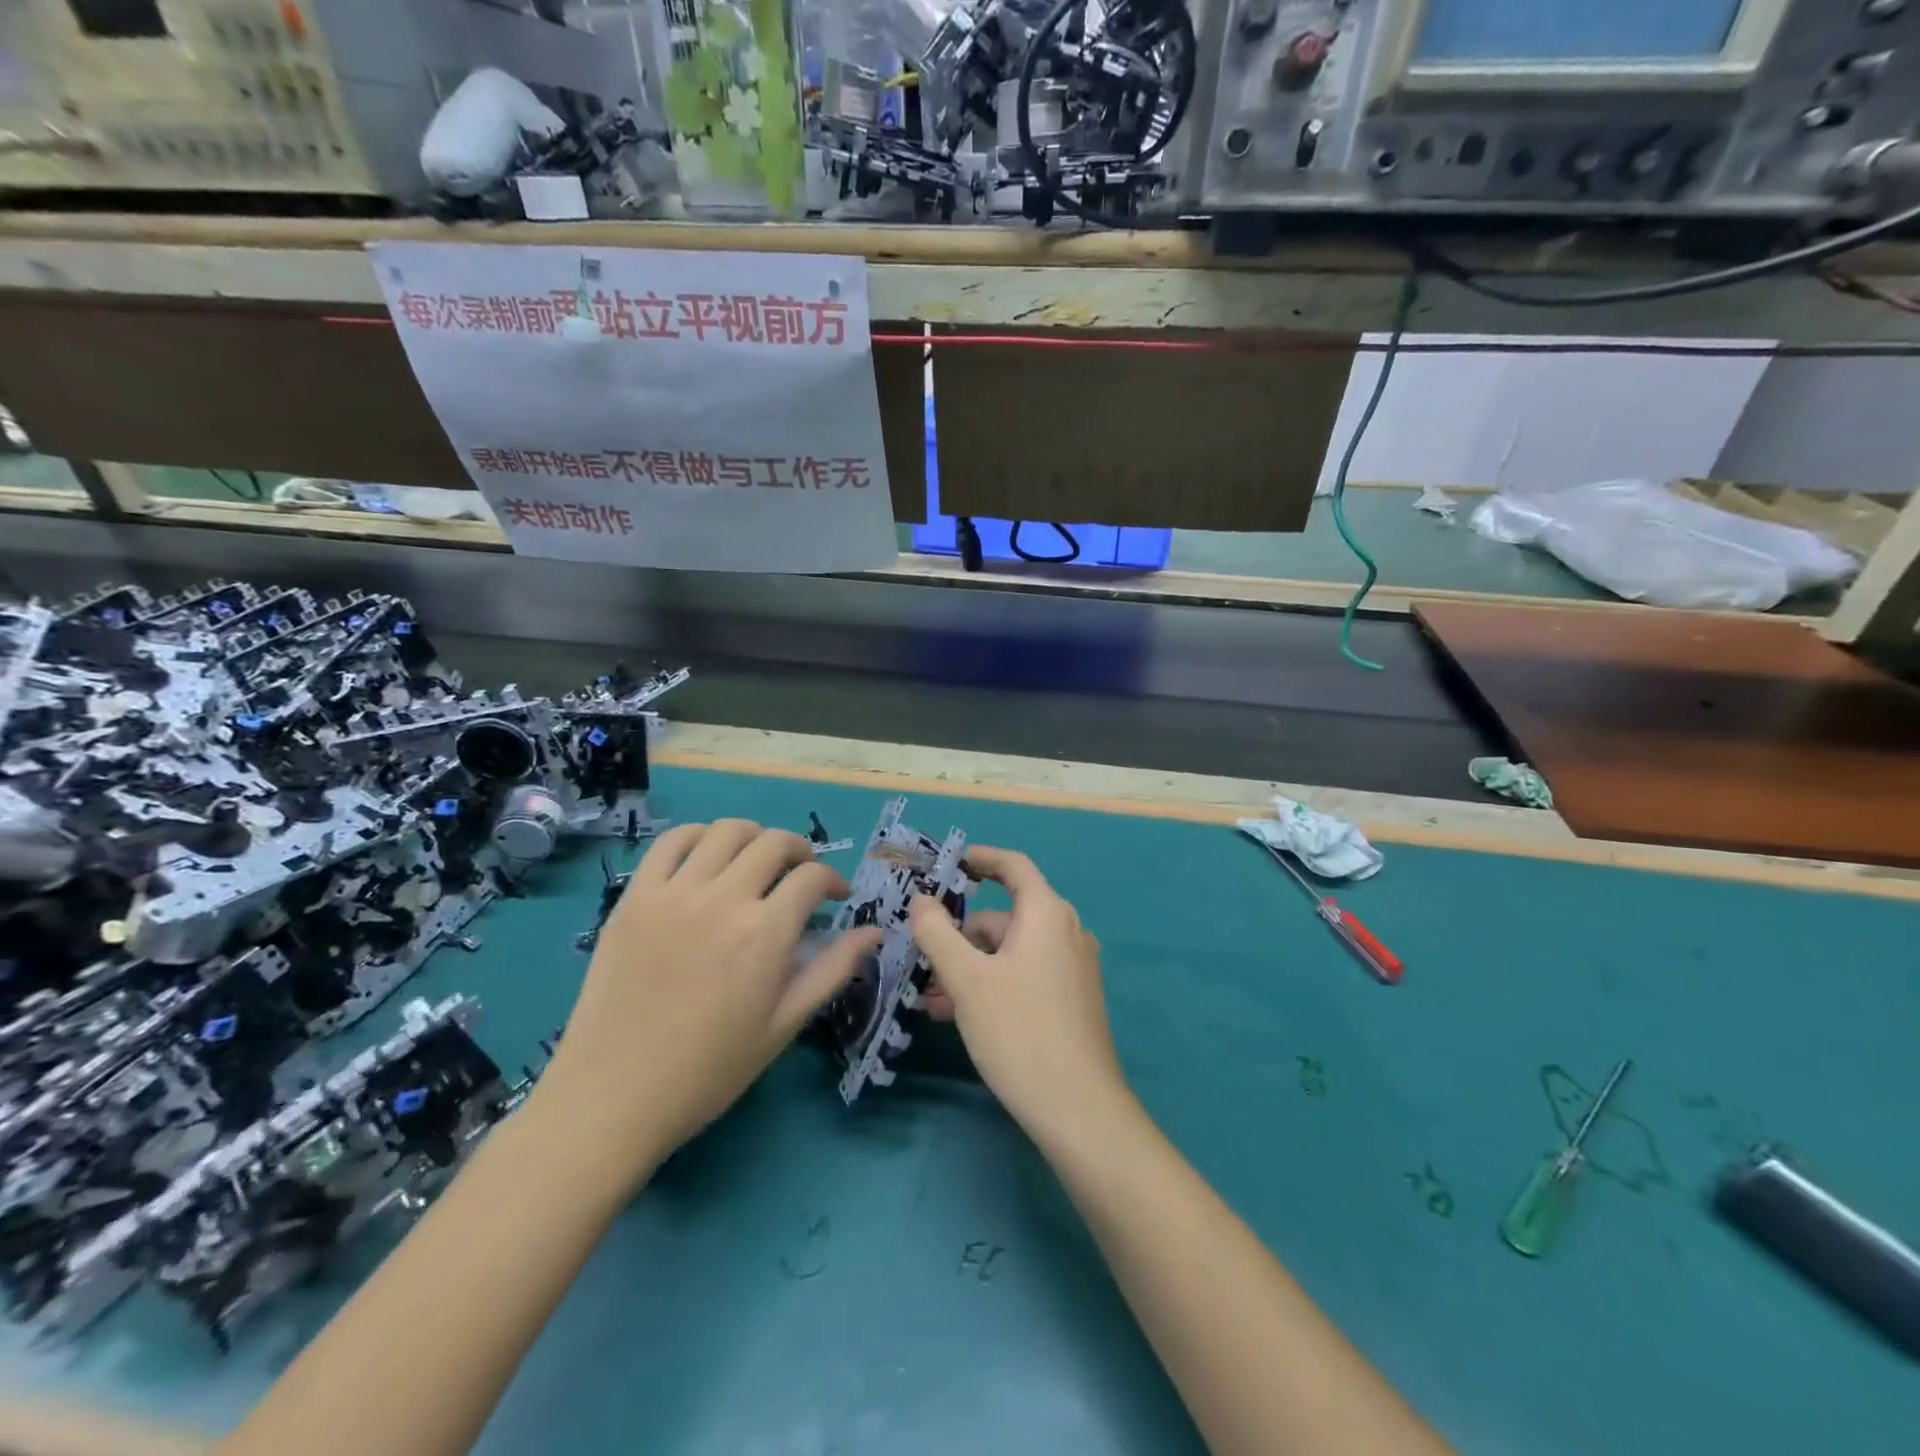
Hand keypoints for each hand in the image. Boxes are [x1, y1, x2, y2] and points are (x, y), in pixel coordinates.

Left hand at [534, 820, 882, 1187]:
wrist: (613, 1096)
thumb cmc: (710, 1069)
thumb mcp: (784, 1025)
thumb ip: (832, 970)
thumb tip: (875, 932)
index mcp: (766, 933)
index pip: (812, 877)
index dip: (833, 880)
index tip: (836, 897)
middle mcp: (723, 899)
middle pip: (774, 842)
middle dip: (800, 852)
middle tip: (801, 875)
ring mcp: (674, 893)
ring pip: (725, 831)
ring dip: (753, 837)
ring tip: (756, 861)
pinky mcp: (634, 897)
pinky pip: (670, 842)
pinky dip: (698, 836)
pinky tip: (707, 857)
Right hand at [909, 847, 1128, 1139]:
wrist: (1079, 1110)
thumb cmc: (1019, 1031)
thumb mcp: (967, 979)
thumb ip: (937, 932)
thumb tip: (922, 900)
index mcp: (1047, 913)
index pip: (1013, 866)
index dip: (979, 858)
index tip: (947, 864)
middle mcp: (1066, 932)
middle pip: (1005, 917)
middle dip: (960, 935)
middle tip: (920, 959)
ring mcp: (1072, 968)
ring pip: (1010, 952)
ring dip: (970, 967)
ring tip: (931, 998)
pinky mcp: (1072, 1000)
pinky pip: (1024, 976)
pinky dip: (991, 985)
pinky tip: (959, 1015)